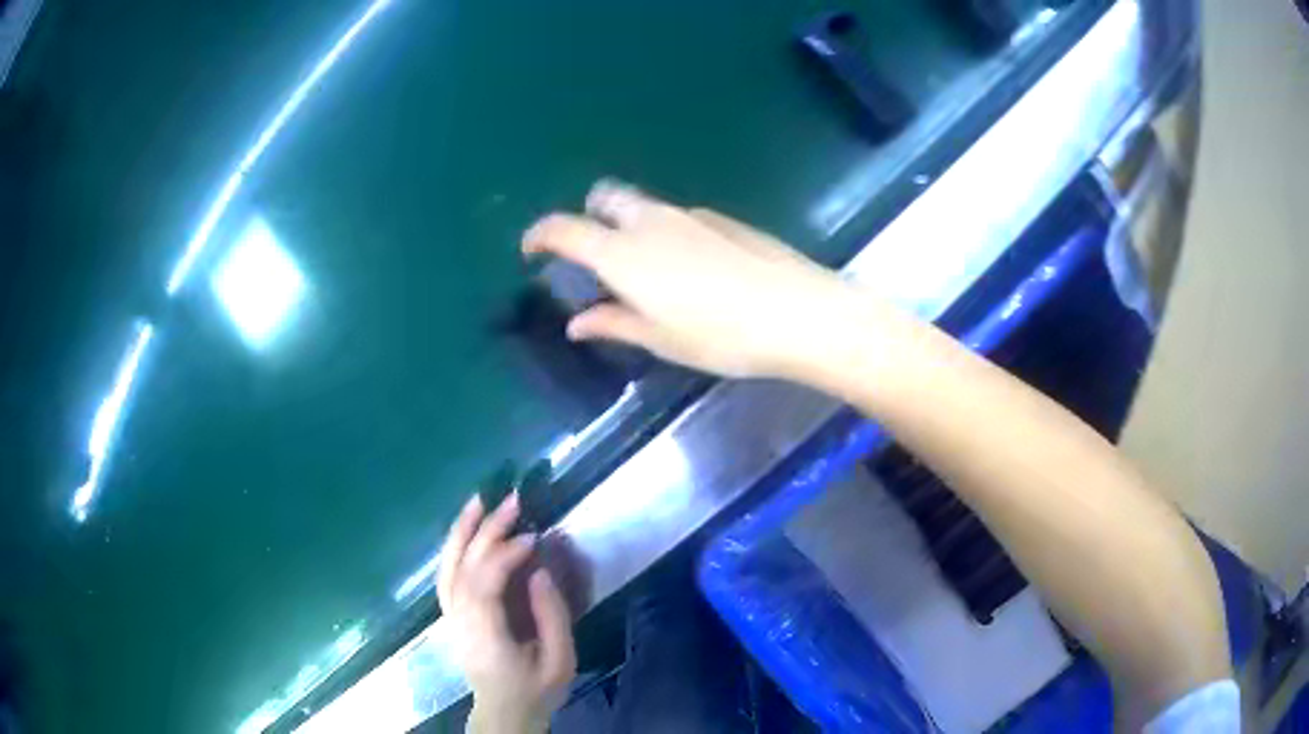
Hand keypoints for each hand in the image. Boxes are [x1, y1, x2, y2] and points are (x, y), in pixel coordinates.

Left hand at [438, 494, 575, 733]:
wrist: (503, 713)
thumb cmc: (536, 691)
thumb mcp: (560, 662)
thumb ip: (552, 618)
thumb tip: (539, 572)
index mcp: (487, 638)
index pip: (485, 586)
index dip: (505, 556)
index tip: (533, 538)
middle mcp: (460, 623)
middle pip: (464, 569)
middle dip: (486, 531)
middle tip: (512, 500)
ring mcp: (451, 618)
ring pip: (448, 568)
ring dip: (462, 531)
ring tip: (478, 500)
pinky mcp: (451, 615)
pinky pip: (446, 575)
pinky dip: (453, 547)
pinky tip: (466, 529)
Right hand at [523, 180, 895, 380]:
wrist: (798, 312)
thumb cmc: (722, 335)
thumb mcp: (661, 339)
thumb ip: (614, 323)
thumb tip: (577, 322)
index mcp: (624, 253)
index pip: (565, 228)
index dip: (540, 235)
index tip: (532, 250)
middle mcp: (650, 222)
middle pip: (604, 197)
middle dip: (588, 215)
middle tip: (594, 253)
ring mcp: (689, 215)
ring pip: (642, 206)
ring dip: (628, 226)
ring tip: (646, 270)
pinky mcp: (721, 219)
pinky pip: (678, 218)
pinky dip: (665, 233)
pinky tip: (692, 270)